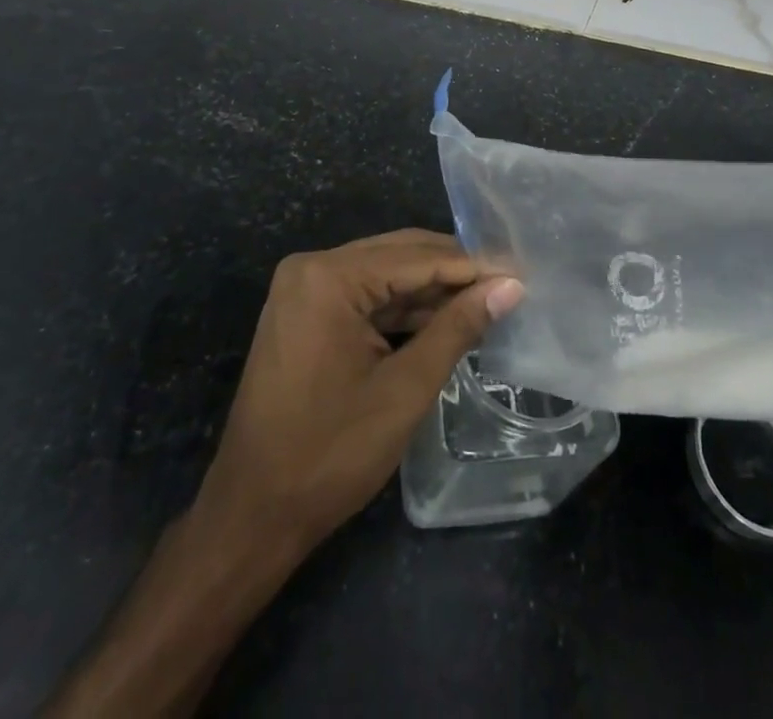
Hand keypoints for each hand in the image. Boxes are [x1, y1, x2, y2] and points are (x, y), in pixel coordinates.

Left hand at [197, 227, 523, 553]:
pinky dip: (403, 310)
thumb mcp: (405, 388)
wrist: (252, 516)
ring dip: (431, 291)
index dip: (472, 266)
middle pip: (398, 255)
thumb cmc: (330, 453)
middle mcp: (312, 268)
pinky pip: (365, 297)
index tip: (520, 272)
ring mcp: (304, 290)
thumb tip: (510, 286)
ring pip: (384, 275)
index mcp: (329, 277)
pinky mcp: (305, 314)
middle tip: (508, 283)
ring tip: (487, 301)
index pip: (416, 257)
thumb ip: (458, 327)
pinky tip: (444, 320)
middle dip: (453, 272)